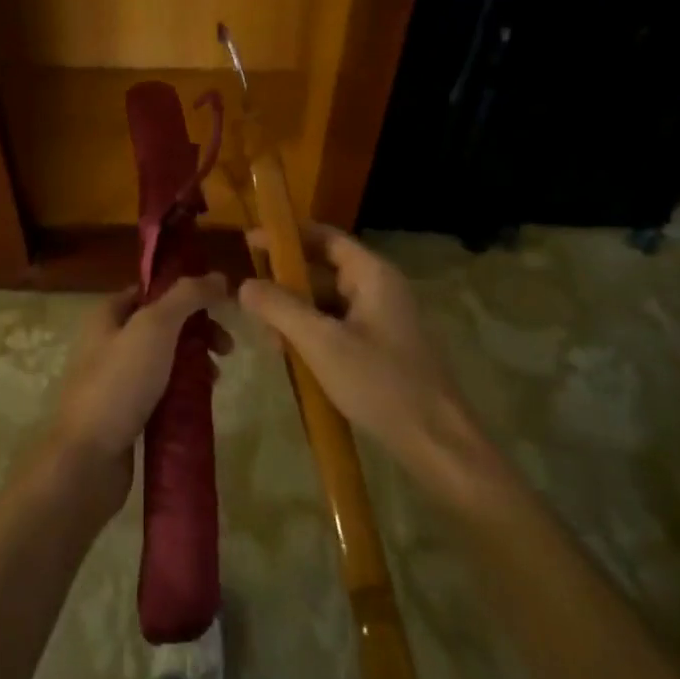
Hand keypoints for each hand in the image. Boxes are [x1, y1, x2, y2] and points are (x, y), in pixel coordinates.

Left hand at [50, 274, 229, 496]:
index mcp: (107, 315)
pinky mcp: (125, 416)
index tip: (220, 306)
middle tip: (226, 349)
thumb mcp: (155, 328)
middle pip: (163, 326)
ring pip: (164, 361)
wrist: (86, 461)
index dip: (186, 293)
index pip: (152, 290)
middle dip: (198, 332)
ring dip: (194, 364)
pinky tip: (201, 404)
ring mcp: (115, 381)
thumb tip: (218, 276)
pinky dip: (183, 394)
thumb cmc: (119, 384)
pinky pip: (160, 394)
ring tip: (215, 380)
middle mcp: (107, 342)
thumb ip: (187, 297)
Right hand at [238, 225, 504, 513]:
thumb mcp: (321, 343)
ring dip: (295, 311)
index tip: (248, 243)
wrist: (436, 442)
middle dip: (285, 281)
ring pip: (327, 300)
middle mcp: (379, 287)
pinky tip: (290, 354)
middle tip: (248, 297)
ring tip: (266, 335)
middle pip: (323, 268)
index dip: (286, 236)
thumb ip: (280, 308)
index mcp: (372, 274)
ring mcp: (381, 317)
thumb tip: (243, 284)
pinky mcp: (380, 345)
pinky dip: (312, 332)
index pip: (324, 236)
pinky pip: (337, 325)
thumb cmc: (379, 383)